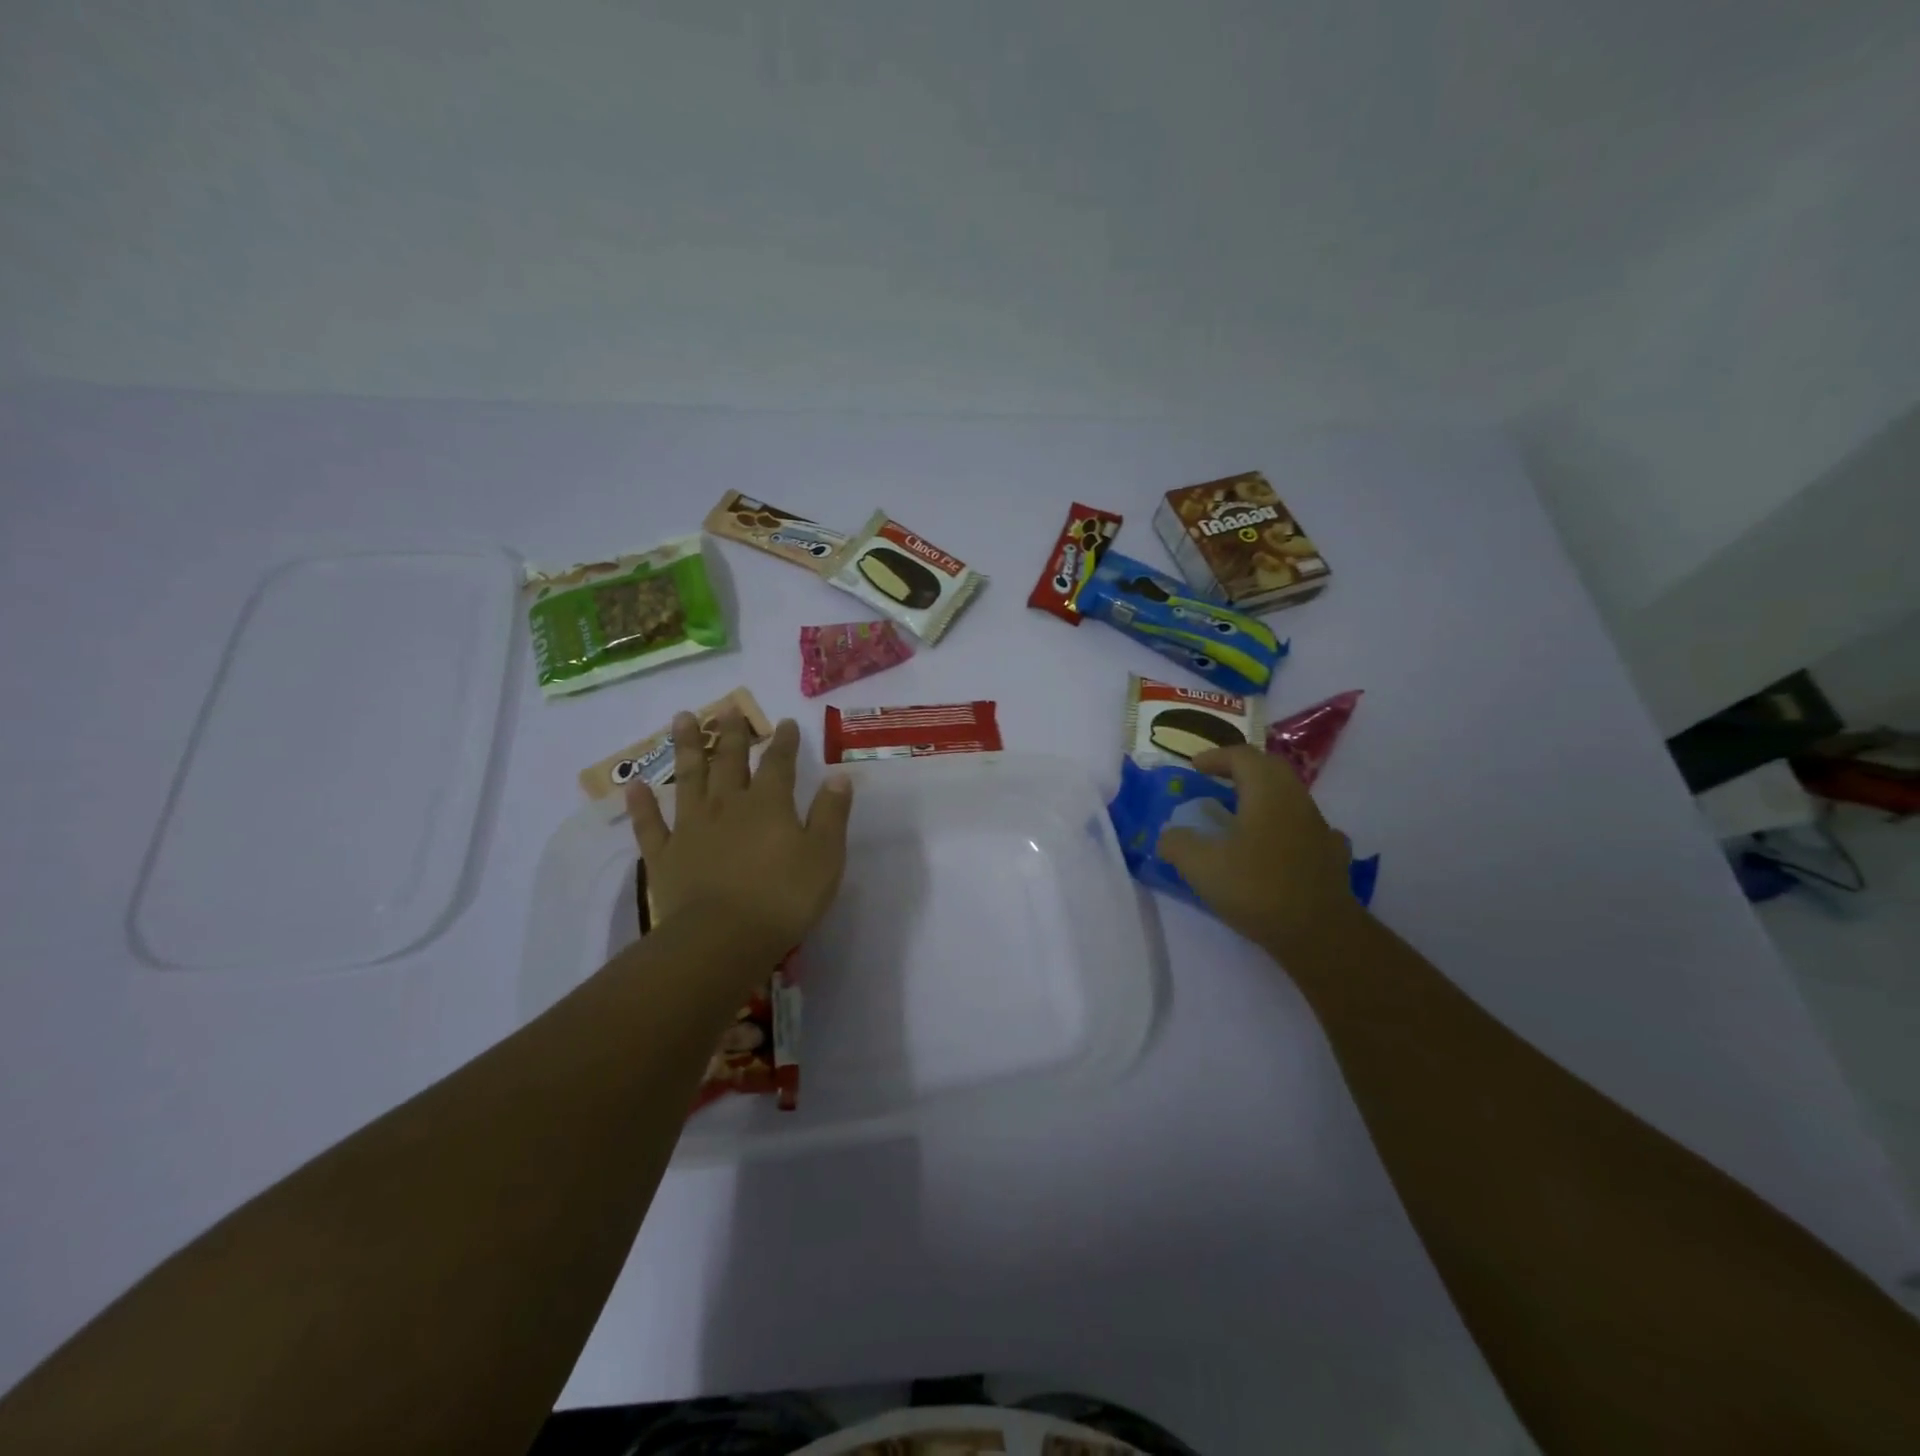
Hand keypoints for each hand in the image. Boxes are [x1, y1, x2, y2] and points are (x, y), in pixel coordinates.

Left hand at [625, 708, 852, 966]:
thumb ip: (831, 814)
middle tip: (726, 708)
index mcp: (769, 804)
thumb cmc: (783, 898)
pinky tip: (635, 785)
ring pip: (688, 779)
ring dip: (685, 748)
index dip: (784, 742)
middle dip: (730, 733)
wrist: (723, 938)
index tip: (786, 722)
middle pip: (728, 761)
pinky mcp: (664, 856)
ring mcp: (691, 828)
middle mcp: (727, 805)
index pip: (778, 763)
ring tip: (681, 718)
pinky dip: (642, 805)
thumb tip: (839, 776)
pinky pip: (650, 824)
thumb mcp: (824, 856)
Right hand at [1157, 745, 1362, 959]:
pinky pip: (1305, 827)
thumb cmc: (1257, 888)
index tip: (1194, 767)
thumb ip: (1178, 844)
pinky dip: (1285, 826)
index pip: (1242, 756)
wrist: (1320, 933)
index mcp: (1267, 793)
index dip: (1215, 757)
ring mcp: (1319, 828)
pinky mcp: (1331, 856)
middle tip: (1217, 780)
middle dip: (1242, 768)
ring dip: (1263, 797)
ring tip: (1240, 814)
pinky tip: (1277, 845)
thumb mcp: (1201, 866)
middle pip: (1270, 769)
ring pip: (1289, 797)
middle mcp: (1296, 801)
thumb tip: (1168, 836)